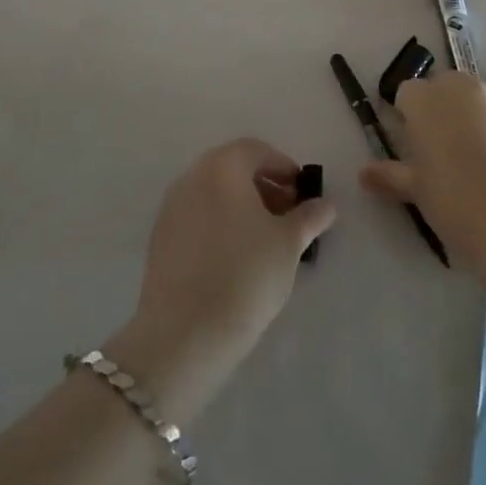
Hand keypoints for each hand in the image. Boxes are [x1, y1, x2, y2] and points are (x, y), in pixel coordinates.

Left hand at [116, 140, 335, 418]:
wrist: (185, 334)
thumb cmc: (246, 275)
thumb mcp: (289, 243)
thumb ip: (309, 217)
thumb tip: (326, 204)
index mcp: (223, 167)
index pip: (257, 150)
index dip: (284, 167)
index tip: (302, 194)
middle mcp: (192, 177)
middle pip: (232, 168)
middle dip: (263, 185)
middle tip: (287, 214)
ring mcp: (171, 208)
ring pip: (213, 192)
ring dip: (241, 204)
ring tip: (265, 238)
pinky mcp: (160, 239)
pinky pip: (197, 216)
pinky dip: (219, 222)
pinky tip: (236, 256)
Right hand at [359, 72, 485, 276]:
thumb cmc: (457, 201)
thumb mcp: (417, 191)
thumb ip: (390, 175)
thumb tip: (365, 173)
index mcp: (428, 99)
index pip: (406, 94)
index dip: (406, 118)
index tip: (410, 148)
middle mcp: (463, 89)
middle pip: (442, 88)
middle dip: (438, 112)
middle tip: (437, 153)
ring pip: (474, 102)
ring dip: (468, 120)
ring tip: (470, 164)